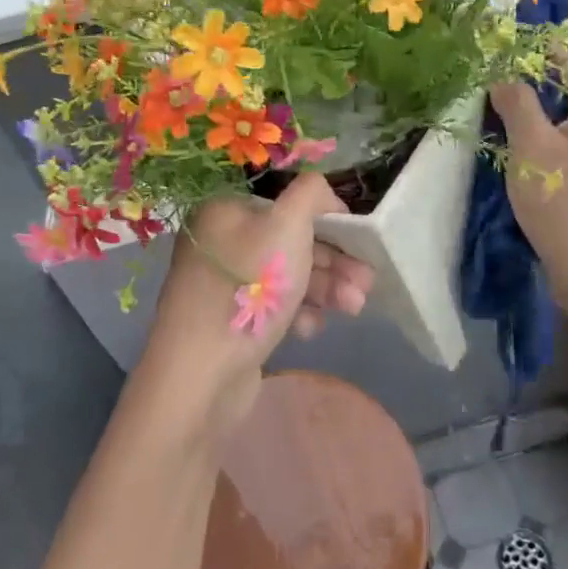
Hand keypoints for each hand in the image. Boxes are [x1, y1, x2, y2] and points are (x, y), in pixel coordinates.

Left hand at [139, 175, 373, 443]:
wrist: (200, 374)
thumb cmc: (248, 288)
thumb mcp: (287, 225)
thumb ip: (312, 194)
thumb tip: (324, 194)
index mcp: (226, 210)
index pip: (286, 203)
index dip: (327, 219)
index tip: (360, 240)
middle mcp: (221, 241)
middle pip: (290, 241)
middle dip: (333, 261)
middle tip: (367, 282)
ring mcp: (224, 283)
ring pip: (287, 276)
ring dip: (325, 288)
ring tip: (354, 308)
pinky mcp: (230, 321)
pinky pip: (273, 307)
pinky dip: (298, 314)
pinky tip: (310, 330)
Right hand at [491, 53, 567, 314]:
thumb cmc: (566, 205)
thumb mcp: (532, 148)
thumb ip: (517, 102)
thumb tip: (503, 74)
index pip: (566, 56)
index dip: (527, 52)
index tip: (488, 57)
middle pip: (567, 83)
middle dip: (525, 82)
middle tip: (483, 87)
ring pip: (565, 113)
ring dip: (531, 111)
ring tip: (491, 114)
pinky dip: (542, 135)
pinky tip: (513, 147)